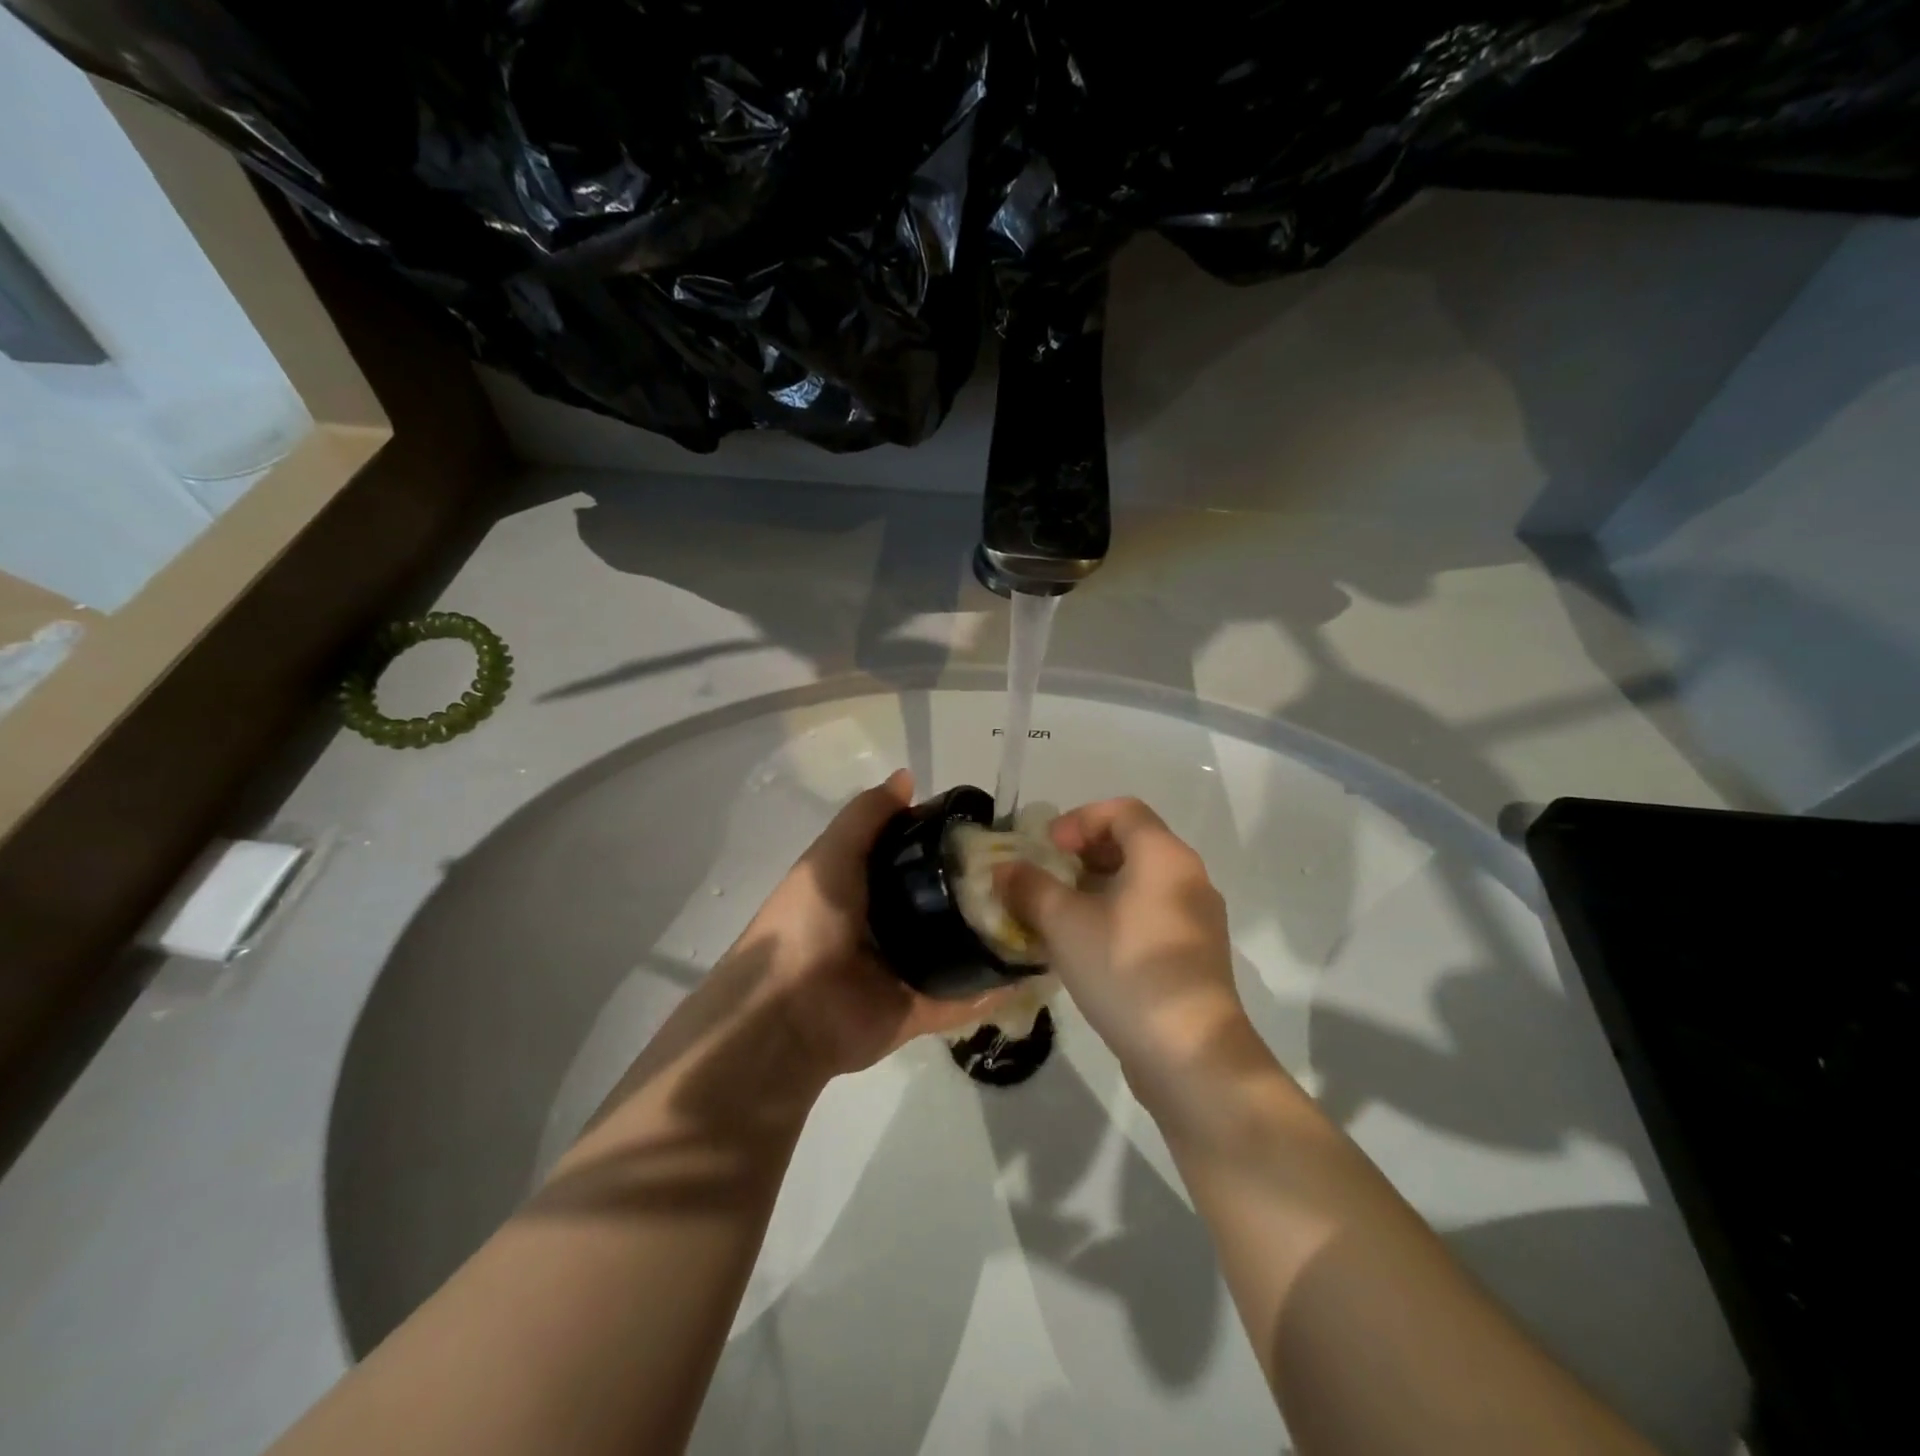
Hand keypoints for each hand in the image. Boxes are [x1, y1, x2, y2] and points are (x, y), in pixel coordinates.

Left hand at [716, 769, 1010, 1079]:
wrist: (786, 1010)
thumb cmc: (807, 921)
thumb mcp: (831, 855)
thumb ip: (867, 817)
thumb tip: (907, 777)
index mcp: (868, 888)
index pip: (918, 859)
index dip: (950, 843)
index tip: (992, 830)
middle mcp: (892, 926)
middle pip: (946, 903)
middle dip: (982, 890)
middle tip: (1031, 873)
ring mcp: (908, 971)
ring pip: (961, 949)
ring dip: (995, 937)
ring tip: (1043, 916)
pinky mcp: (921, 1011)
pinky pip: (965, 999)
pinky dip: (995, 989)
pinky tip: (1035, 968)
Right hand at [996, 798, 1251, 1090]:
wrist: (1190, 1055)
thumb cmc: (1126, 970)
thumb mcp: (1064, 923)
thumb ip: (1030, 887)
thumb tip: (1005, 870)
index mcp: (1163, 856)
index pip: (1122, 810)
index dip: (1079, 819)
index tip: (1048, 849)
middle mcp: (1188, 877)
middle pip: (1132, 844)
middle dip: (1083, 855)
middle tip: (1048, 879)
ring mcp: (1197, 919)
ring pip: (1141, 883)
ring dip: (1097, 889)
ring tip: (1059, 915)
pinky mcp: (1194, 956)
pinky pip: (1151, 915)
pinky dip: (1117, 916)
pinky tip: (1088, 949)